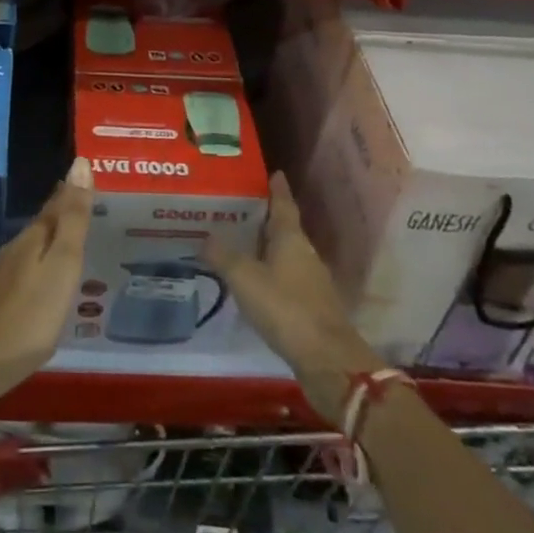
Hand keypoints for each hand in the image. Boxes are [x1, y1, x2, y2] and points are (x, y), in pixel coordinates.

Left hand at [0, 156, 92, 400]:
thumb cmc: (30, 312)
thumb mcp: (62, 263)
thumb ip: (73, 218)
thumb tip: (80, 163)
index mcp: (34, 238)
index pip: (56, 204)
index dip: (72, 190)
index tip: (86, 174)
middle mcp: (17, 250)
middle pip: (44, 224)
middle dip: (63, 212)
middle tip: (86, 203)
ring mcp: (5, 277)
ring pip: (35, 248)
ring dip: (53, 239)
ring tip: (73, 239)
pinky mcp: (0, 302)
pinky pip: (29, 270)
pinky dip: (43, 265)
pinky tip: (48, 279)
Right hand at [202, 171, 386, 423]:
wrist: (328, 359)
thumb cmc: (285, 307)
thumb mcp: (245, 279)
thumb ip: (224, 256)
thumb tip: (205, 237)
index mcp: (291, 238)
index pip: (283, 204)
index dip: (277, 189)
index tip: (274, 173)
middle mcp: (305, 253)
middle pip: (285, 228)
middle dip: (265, 219)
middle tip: (239, 209)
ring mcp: (312, 281)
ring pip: (287, 255)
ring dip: (268, 248)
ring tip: (242, 244)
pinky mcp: (313, 307)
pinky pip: (288, 279)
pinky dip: (272, 274)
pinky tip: (256, 282)